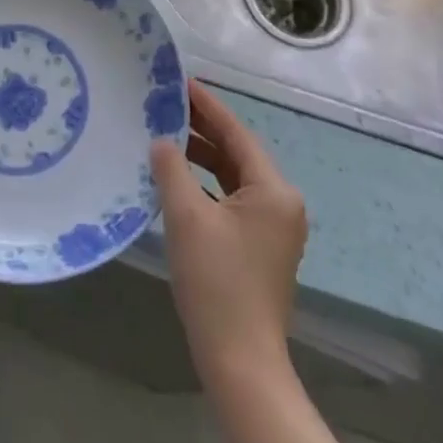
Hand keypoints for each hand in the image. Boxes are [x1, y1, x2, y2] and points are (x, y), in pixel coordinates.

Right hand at [151, 80, 307, 384]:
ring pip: (232, 177)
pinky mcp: (259, 247)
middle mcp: (280, 203)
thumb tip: (161, 141)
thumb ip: (171, 169)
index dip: (206, 105)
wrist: (240, 362)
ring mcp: (272, 228)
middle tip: (164, 105)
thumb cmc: (216, 282)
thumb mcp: (187, 217)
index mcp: (273, 190)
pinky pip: (230, 200)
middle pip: (236, 153)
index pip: (236, 133)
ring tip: (163, 136)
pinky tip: (175, 180)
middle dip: (201, 130)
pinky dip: (205, 186)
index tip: (180, 81)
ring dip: (201, 158)